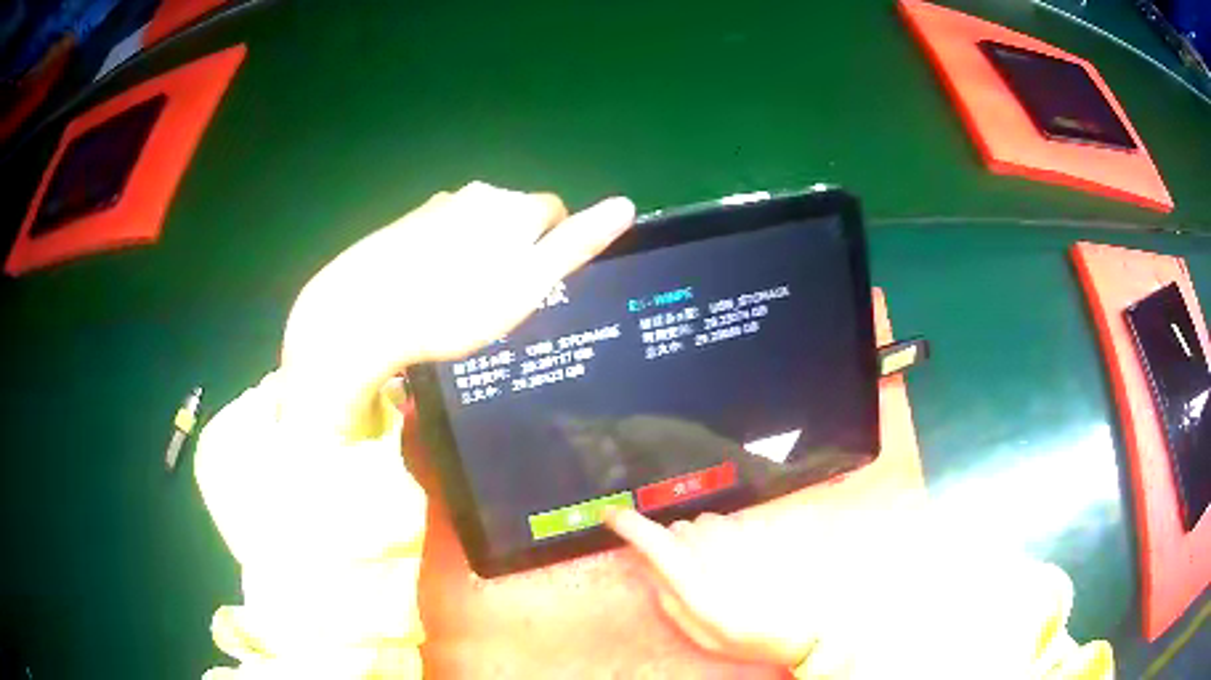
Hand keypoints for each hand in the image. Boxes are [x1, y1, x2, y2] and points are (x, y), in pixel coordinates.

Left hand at [278, 182, 634, 437]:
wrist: (364, 311)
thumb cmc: (454, 307)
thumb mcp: (526, 285)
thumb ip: (575, 244)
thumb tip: (624, 204)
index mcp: (513, 206)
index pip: (554, 213)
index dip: (549, 250)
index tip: (529, 288)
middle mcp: (478, 194)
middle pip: (514, 217)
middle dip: (514, 249)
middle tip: (493, 299)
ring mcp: (438, 205)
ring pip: (477, 225)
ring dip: (479, 252)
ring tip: (458, 298)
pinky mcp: (407, 221)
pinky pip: (443, 233)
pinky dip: (445, 254)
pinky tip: (427, 287)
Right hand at [605, 508, 817, 667]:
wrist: (794, 627)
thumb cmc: (742, 636)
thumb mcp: (696, 630)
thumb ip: (668, 596)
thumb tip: (651, 566)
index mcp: (693, 579)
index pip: (653, 540)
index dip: (627, 525)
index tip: (610, 516)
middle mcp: (713, 548)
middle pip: (678, 529)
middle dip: (673, 544)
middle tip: (687, 573)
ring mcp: (738, 534)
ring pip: (703, 524)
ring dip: (701, 541)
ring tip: (719, 571)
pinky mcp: (758, 529)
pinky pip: (729, 525)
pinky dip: (725, 539)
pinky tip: (741, 563)